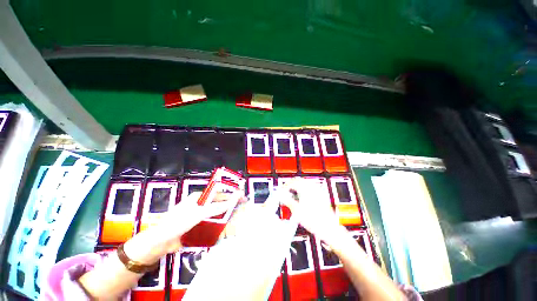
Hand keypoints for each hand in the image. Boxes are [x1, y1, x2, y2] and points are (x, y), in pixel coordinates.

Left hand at [124, 191, 239, 263]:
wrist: (161, 242)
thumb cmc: (179, 222)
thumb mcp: (200, 213)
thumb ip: (217, 206)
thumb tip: (234, 199)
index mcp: (199, 197)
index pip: (219, 194)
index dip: (231, 195)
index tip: (242, 197)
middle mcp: (200, 205)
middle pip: (219, 204)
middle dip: (230, 207)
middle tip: (242, 210)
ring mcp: (199, 216)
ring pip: (217, 215)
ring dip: (226, 217)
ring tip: (236, 221)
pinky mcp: (198, 226)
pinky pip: (212, 224)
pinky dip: (219, 225)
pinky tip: (225, 229)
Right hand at [280, 178, 343, 243]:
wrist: (329, 228)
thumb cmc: (315, 221)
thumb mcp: (297, 212)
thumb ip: (287, 201)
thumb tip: (281, 196)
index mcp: (306, 190)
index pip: (293, 182)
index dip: (285, 186)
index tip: (281, 191)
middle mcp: (312, 188)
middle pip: (298, 180)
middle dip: (290, 184)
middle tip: (285, 191)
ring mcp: (317, 191)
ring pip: (304, 182)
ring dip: (296, 185)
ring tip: (291, 192)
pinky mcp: (320, 195)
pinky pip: (309, 186)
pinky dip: (302, 188)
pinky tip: (301, 194)